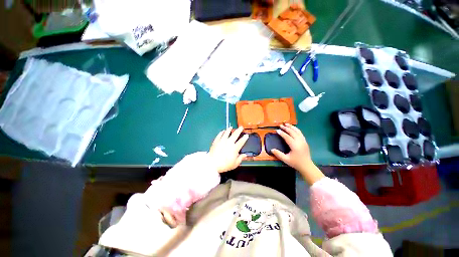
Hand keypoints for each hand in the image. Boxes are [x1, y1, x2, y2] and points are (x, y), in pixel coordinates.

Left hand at [209, 126, 248, 172]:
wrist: (212, 164)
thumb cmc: (224, 165)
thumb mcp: (235, 164)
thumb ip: (240, 158)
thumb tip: (245, 155)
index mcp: (235, 148)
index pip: (241, 141)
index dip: (245, 138)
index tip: (246, 135)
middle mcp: (229, 142)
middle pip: (235, 134)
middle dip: (239, 130)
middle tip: (241, 127)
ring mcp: (222, 141)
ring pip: (227, 132)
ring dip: (229, 129)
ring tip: (231, 127)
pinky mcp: (216, 141)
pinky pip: (219, 134)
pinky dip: (222, 132)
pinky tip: (223, 131)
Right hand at [272, 124, 323, 184]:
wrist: (307, 166)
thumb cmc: (296, 163)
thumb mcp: (286, 159)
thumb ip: (278, 154)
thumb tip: (271, 149)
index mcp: (295, 146)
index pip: (287, 137)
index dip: (282, 133)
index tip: (277, 130)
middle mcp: (300, 142)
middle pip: (292, 132)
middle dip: (286, 128)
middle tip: (280, 125)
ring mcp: (303, 141)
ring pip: (297, 131)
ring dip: (292, 127)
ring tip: (287, 124)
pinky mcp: (305, 142)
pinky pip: (300, 133)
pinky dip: (296, 129)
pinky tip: (293, 128)